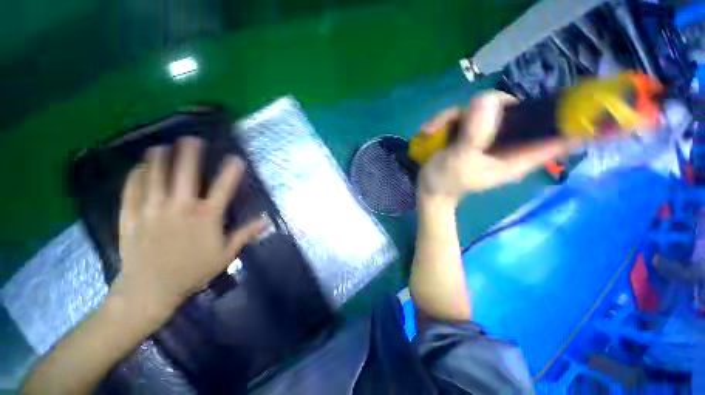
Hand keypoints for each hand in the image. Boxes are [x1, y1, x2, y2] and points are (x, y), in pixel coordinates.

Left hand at [112, 137, 267, 315]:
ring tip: (161, 146)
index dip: (231, 171)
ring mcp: (152, 210)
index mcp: (206, 217)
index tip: (236, 158)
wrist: (151, 290)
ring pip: (155, 177)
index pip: (223, 188)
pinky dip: (136, 177)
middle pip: (185, 174)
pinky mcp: (131, 216)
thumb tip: (267, 221)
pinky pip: (132, 190)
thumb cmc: (193, 271)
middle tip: (191, 139)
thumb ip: (245, 234)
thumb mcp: (226, 254)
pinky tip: (139, 168)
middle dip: (189, 154)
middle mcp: (180, 207)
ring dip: (159, 159)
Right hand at [417, 91, 569, 204]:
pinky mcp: (473, 132)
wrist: (428, 188)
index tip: (585, 96)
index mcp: (517, 156)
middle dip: (490, 106)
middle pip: (519, 110)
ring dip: (458, 115)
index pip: (558, 136)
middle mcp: (508, 143)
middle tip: (464, 115)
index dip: (574, 118)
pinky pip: (467, 114)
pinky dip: (447, 119)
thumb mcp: (459, 160)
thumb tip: (487, 99)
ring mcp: (489, 135)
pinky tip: (430, 130)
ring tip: (434, 129)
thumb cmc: (445, 181)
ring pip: (488, 108)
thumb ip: (474, 134)